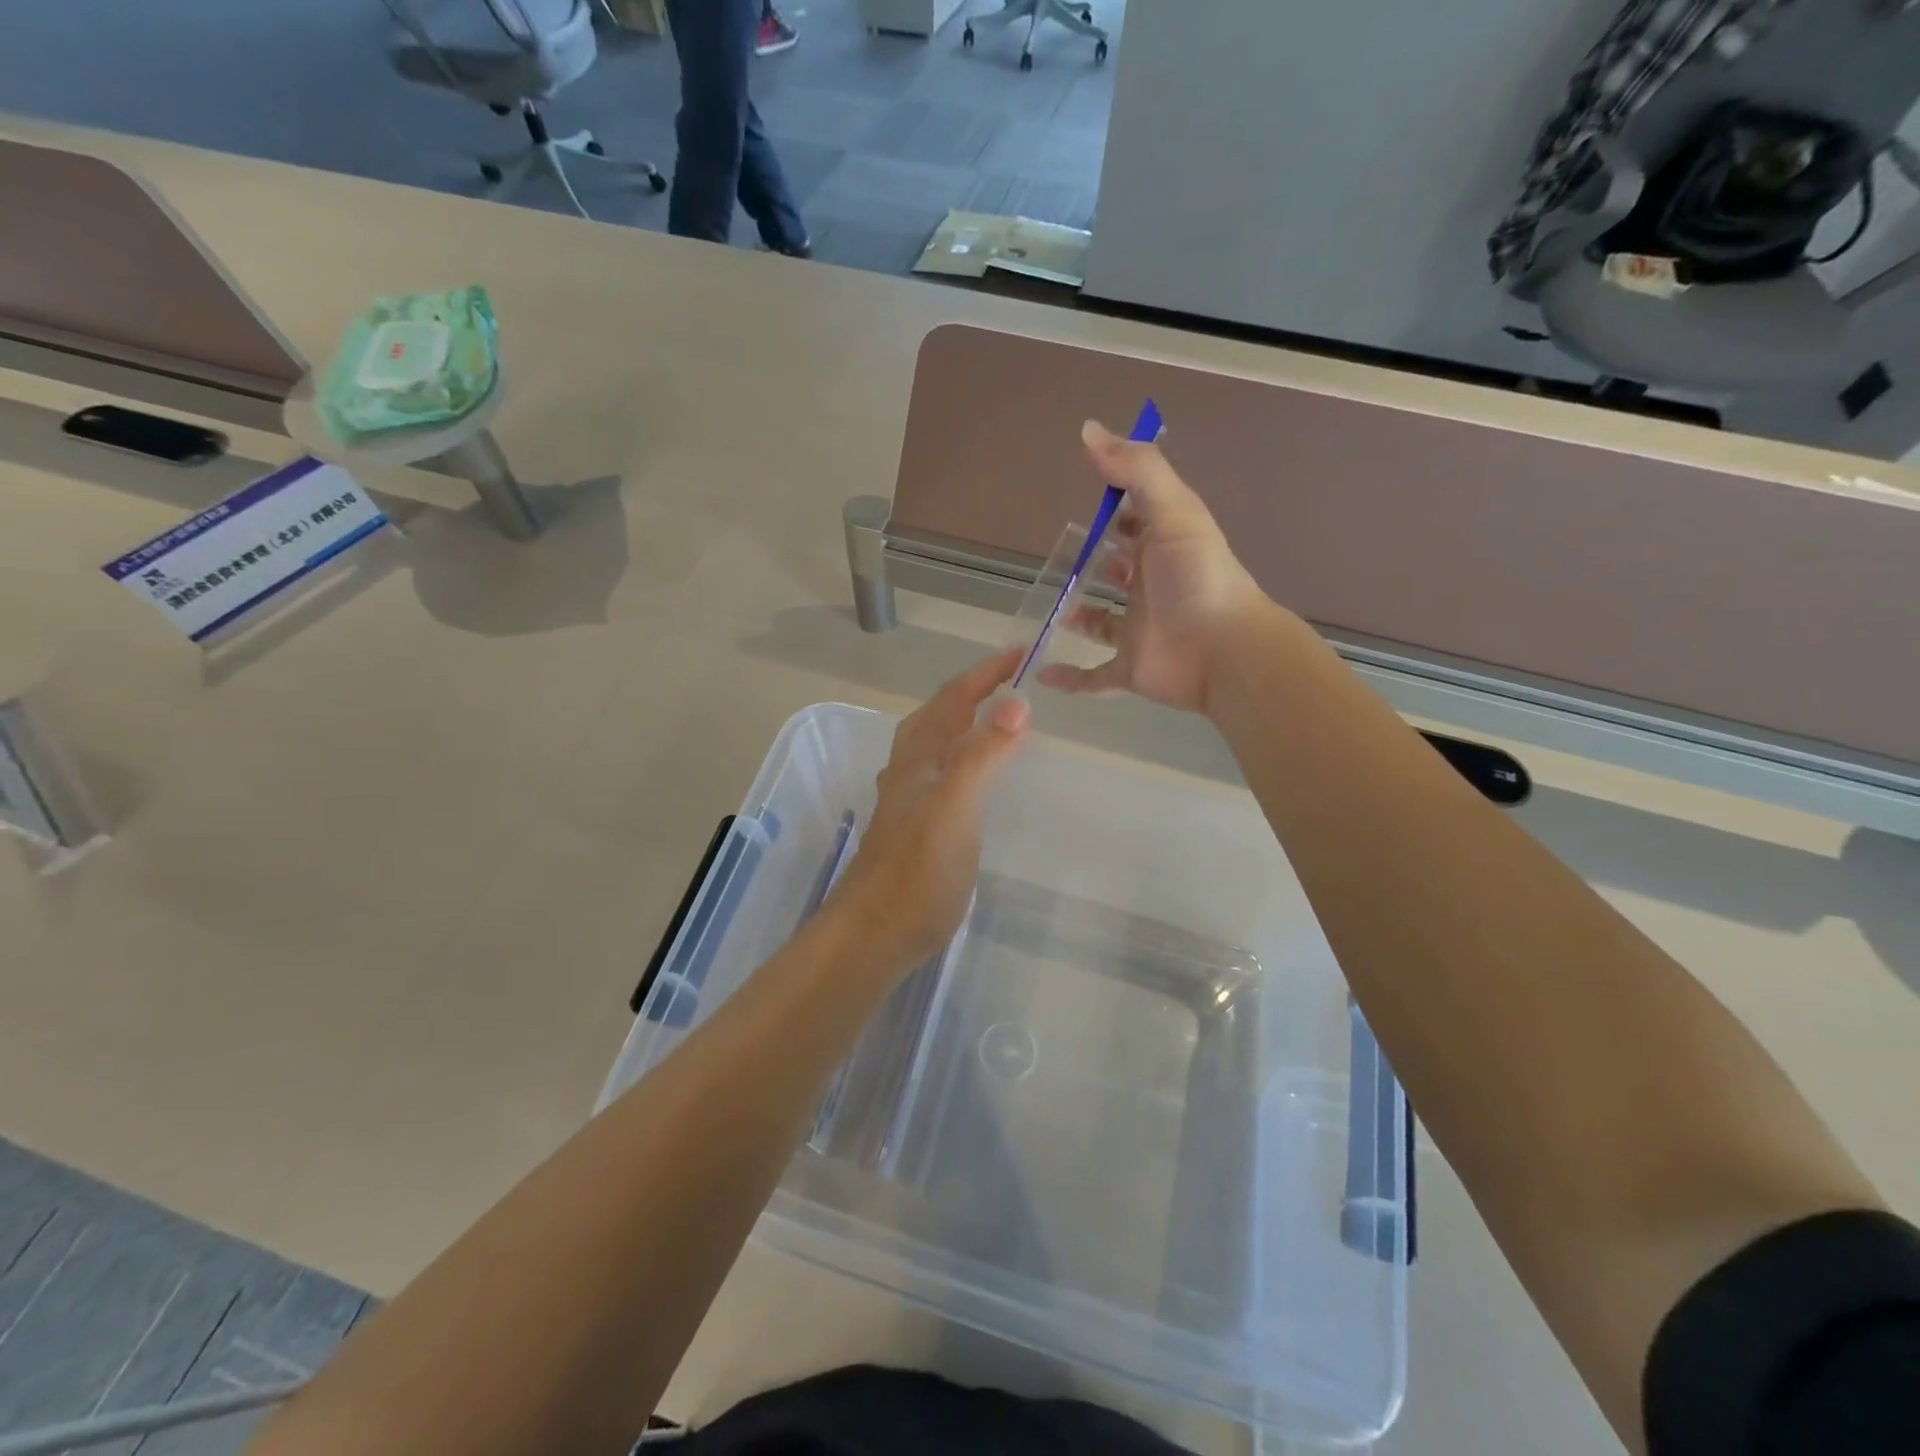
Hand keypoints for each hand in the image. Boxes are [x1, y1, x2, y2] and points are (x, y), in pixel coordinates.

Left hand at [829, 647, 1029, 971]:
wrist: (872, 935)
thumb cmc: (916, 873)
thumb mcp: (954, 808)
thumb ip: (982, 755)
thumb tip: (1016, 702)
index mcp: (919, 758)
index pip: (954, 699)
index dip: (985, 673)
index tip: (1021, 651)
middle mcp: (909, 771)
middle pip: (938, 716)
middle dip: (972, 690)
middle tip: (1011, 678)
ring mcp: (907, 801)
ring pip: (934, 745)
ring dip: (961, 721)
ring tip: (993, 716)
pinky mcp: (914, 828)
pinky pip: (940, 775)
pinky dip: (960, 758)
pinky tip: (970, 777)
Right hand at [1038, 420, 1272, 714]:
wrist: (1224, 650)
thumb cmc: (1198, 577)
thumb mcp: (1173, 510)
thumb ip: (1136, 470)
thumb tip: (1088, 431)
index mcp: (1162, 548)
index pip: (1137, 522)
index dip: (1117, 508)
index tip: (1090, 496)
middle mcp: (1149, 587)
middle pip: (1117, 572)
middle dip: (1094, 563)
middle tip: (1058, 557)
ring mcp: (1137, 630)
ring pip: (1102, 623)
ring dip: (1079, 616)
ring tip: (1049, 605)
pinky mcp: (1129, 668)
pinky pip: (1093, 676)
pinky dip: (1069, 678)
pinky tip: (1041, 671)